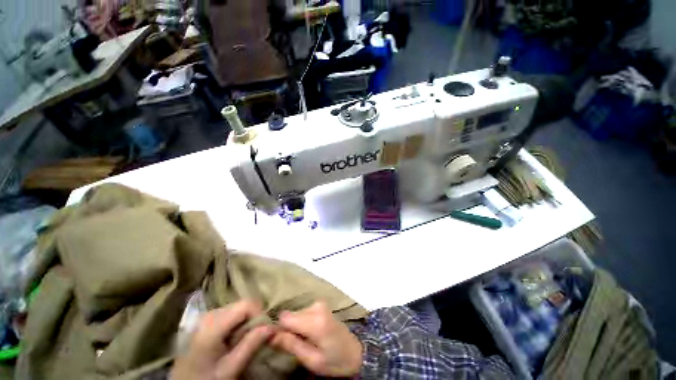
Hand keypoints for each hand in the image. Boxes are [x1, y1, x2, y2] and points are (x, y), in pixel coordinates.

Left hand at [171, 300, 272, 379]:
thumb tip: (273, 326)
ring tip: (242, 342)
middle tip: (254, 339)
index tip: (264, 332)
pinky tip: (231, 340)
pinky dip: (235, 324)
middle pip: (241, 305)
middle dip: (252, 319)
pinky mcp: (204, 322)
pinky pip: (228, 315)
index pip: (246, 304)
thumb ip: (251, 345)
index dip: (259, 314)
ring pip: (236, 309)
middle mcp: (209, 314)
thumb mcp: (230, 369)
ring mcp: (205, 317)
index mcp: (213, 324)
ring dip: (244, 322)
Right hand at [271, 301, 362, 376]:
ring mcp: (320, 303)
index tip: (280, 342)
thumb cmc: (334, 360)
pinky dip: (302, 321)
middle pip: (290, 315)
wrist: (354, 352)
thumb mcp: (312, 360)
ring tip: (305, 339)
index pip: (285, 318)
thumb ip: (291, 345)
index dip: (279, 330)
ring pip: (295, 313)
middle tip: (297, 344)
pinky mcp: (320, 303)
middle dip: (289, 329)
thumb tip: (270, 335)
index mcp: (316, 321)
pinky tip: (309, 331)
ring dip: (296, 326)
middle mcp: (317, 306)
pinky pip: (302, 311)